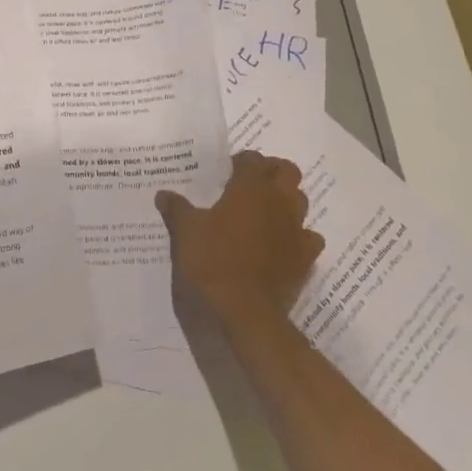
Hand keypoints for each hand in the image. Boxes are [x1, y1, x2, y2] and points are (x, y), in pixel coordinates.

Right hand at [156, 150, 321, 330]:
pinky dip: (297, 236)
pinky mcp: (306, 258)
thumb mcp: (184, 232)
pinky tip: (281, 245)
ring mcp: (296, 229)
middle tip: (251, 185)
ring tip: (264, 212)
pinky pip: (308, 237)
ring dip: (286, 201)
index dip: (240, 161)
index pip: (253, 159)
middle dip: (272, 172)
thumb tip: (163, 194)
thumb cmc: (211, 262)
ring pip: (301, 201)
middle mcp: (278, 201)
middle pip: (288, 171)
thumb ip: (176, 209)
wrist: (244, 311)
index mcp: (249, 188)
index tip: (226, 172)